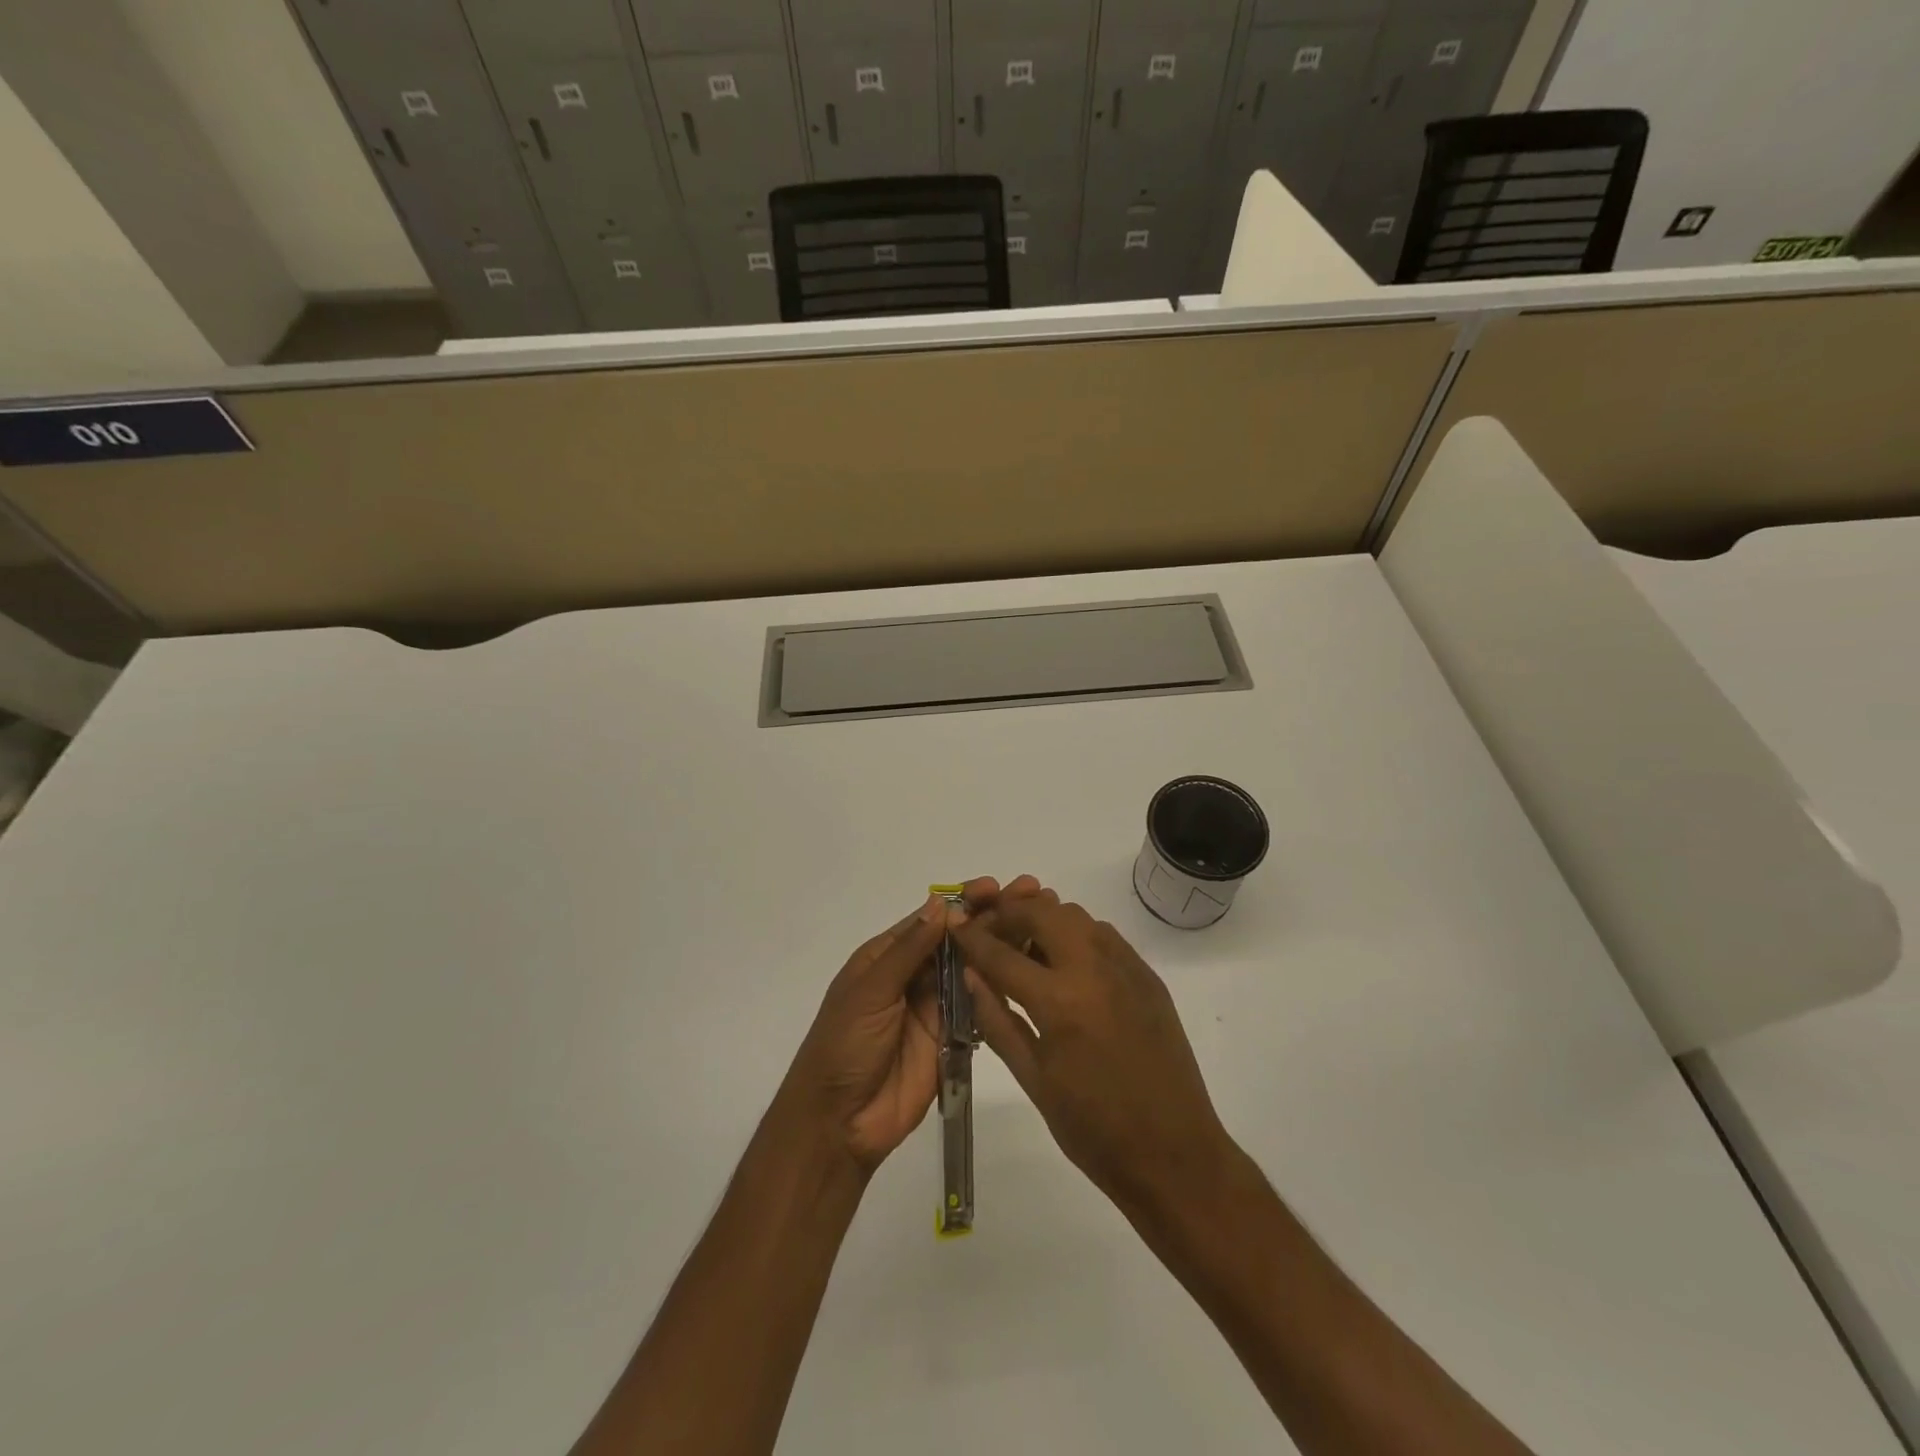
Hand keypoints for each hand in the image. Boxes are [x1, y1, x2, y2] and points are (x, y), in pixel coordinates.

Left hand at [780, 876, 1042, 1174]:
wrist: (839, 1123)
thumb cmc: (844, 1046)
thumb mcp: (870, 991)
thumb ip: (908, 951)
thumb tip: (940, 905)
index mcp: (886, 957)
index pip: (930, 920)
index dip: (961, 902)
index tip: (994, 886)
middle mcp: (913, 975)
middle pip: (956, 940)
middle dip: (989, 918)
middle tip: (1030, 897)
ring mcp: (934, 1007)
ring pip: (972, 969)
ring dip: (1001, 947)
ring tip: (1037, 928)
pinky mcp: (952, 1038)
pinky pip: (978, 1007)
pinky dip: (1000, 988)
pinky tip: (1029, 971)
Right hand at [954, 895, 1235, 1215]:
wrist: (1175, 1155)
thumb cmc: (1094, 1129)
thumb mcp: (1033, 1080)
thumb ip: (998, 1021)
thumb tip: (971, 976)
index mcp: (1059, 1002)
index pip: (1002, 954)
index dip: (973, 939)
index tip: (956, 928)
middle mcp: (1094, 968)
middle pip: (1041, 913)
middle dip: (1008, 914)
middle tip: (990, 933)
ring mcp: (1126, 967)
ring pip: (1075, 916)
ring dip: (1044, 920)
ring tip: (1026, 947)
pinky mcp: (1148, 975)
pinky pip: (1104, 935)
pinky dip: (1076, 935)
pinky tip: (1066, 965)